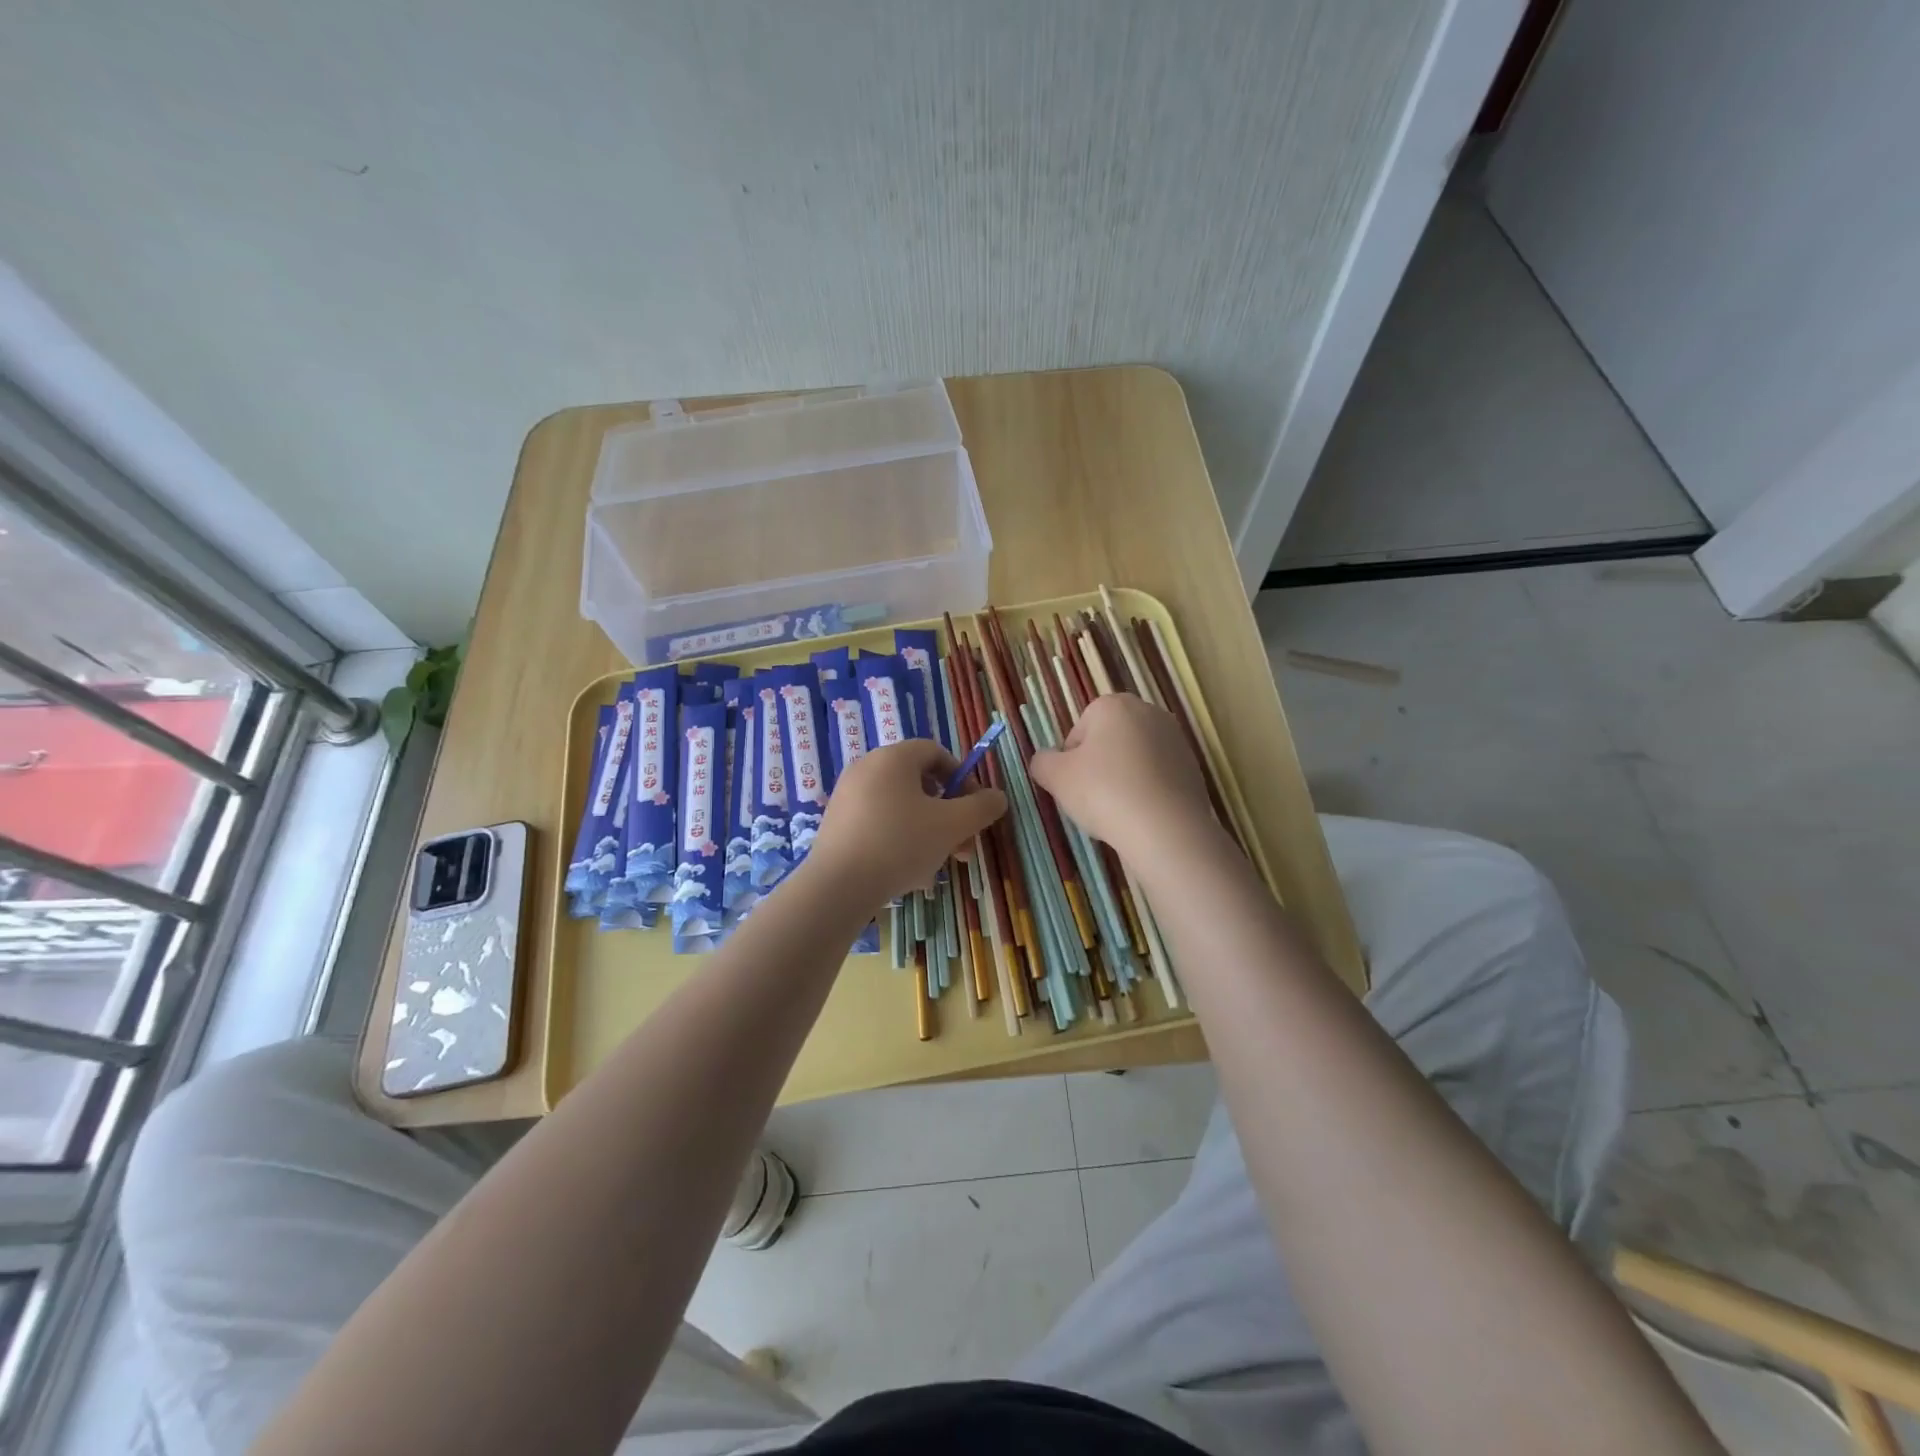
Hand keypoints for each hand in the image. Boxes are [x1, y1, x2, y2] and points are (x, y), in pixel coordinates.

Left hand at [807, 739, 1006, 904]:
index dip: (962, 776)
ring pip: (900, 807)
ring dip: (927, 831)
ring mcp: (847, 796)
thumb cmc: (900, 844)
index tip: (973, 808)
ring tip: (938, 866)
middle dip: (948, 814)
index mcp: (893, 757)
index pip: (935, 752)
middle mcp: (867, 768)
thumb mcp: (952, 825)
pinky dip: (899, 840)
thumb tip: (997, 797)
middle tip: (962, 846)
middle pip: (919, 782)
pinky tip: (908, 872)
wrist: (837, 886)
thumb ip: (981, 807)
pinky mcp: (836, 823)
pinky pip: (878, 823)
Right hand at [1029, 693, 1212, 858]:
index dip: (1071, 760)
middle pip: (1109, 741)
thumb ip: (1042, 762)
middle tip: (1093, 797)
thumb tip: (1044, 760)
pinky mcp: (1193, 767)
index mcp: (1114, 705)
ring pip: (1134, 759)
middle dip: (1099, 765)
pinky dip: (1147, 791)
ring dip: (1123, 778)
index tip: (1073, 784)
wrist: (1165, 829)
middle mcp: (1149, 712)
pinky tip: (1142, 815)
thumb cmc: (1104, 792)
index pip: (1079, 730)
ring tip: (1118, 810)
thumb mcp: (1055, 777)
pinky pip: (1157, 777)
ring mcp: (1176, 740)